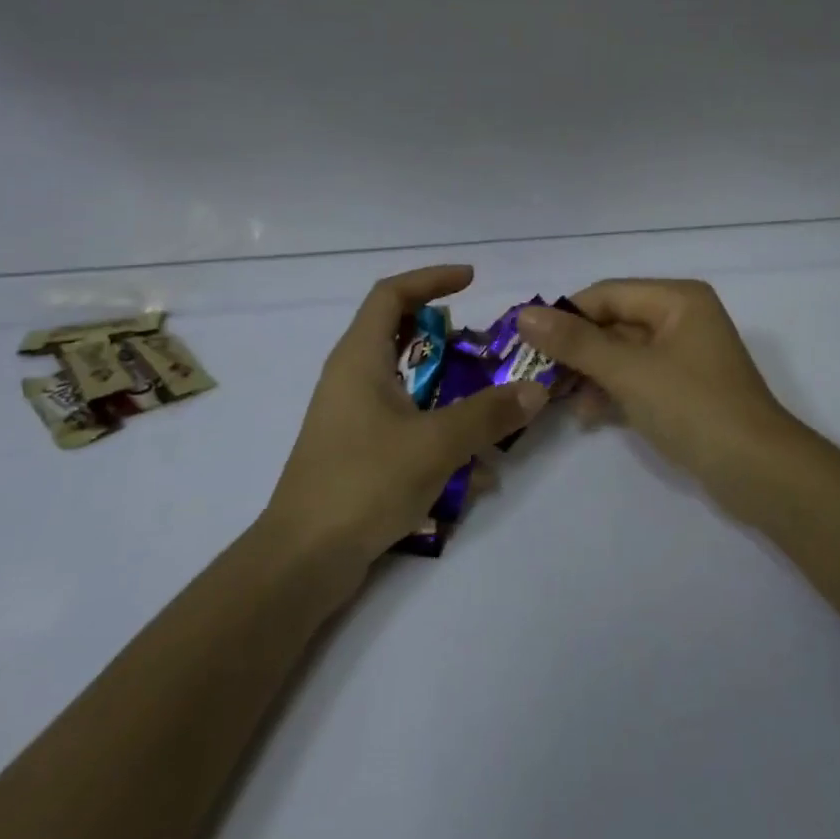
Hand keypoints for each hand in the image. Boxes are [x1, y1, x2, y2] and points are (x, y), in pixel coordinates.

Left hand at [265, 266, 547, 568]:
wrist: (303, 559)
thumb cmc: (363, 483)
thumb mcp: (436, 444)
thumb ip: (488, 413)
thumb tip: (535, 389)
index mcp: (360, 358)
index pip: (392, 294)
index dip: (431, 279)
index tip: (472, 281)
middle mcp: (351, 377)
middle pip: (399, 333)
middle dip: (447, 335)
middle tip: (485, 346)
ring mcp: (352, 416)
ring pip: (406, 380)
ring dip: (447, 385)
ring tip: (488, 401)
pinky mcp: (357, 449)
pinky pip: (404, 420)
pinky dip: (437, 426)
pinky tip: (472, 467)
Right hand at [518, 280, 795, 514]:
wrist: (759, 472)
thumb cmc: (693, 407)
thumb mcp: (629, 371)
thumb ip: (576, 343)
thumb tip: (525, 315)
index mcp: (677, 299)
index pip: (607, 294)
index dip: (564, 315)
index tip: (525, 341)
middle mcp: (682, 318)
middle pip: (614, 323)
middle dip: (576, 350)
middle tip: (536, 375)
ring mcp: (685, 356)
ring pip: (623, 354)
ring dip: (591, 374)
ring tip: (558, 401)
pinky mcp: (685, 389)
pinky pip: (638, 378)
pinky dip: (613, 392)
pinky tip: (590, 417)